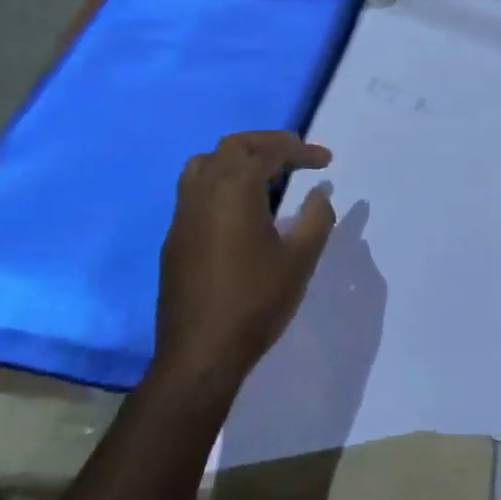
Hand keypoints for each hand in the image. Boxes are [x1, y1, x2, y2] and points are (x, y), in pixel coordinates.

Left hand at [154, 131, 335, 396]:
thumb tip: (318, 194)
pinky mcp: (174, 237)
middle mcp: (204, 190)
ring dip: (238, 159)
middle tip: (295, 156)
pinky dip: (220, 182)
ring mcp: (183, 213)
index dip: (301, 150)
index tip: (326, 161)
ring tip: (265, 175)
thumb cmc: (255, 302)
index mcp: (235, 188)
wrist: (199, 355)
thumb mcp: (299, 259)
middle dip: (267, 144)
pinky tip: (239, 209)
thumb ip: (316, 218)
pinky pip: (196, 190)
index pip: (270, 151)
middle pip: (234, 146)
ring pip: (206, 163)